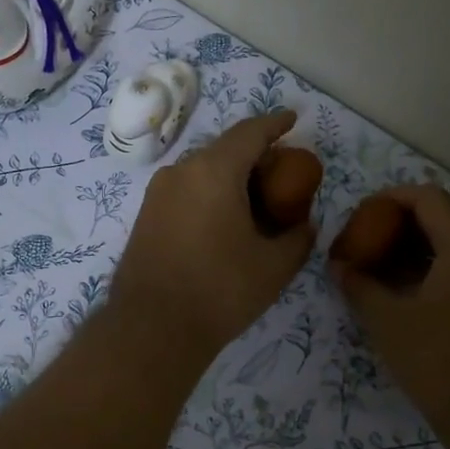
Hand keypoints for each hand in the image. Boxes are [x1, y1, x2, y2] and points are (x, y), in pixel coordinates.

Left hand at [109, 111, 315, 360]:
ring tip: (255, 201)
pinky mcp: (145, 215)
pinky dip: (209, 193)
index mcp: (214, 171)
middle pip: (224, 150)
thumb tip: (304, 225)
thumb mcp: (274, 266)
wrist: (152, 328)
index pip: (250, 132)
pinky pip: (185, 190)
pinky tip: (224, 221)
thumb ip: (297, 237)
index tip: (293, 120)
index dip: (275, 124)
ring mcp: (157, 193)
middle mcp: (181, 171)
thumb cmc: (220, 290)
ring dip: (231, 176)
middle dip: (255, 155)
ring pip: (202, 171)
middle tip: (281, 174)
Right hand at [332, 184, 449, 440]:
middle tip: (369, 244)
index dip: (389, 199)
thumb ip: (359, 285)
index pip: (428, 198)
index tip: (361, 217)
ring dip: (424, 249)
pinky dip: (444, 269)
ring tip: (386, 271)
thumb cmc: (443, 364)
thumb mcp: (389, 322)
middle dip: (404, 225)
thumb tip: (338, 266)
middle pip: (448, 217)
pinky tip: (416, 295)